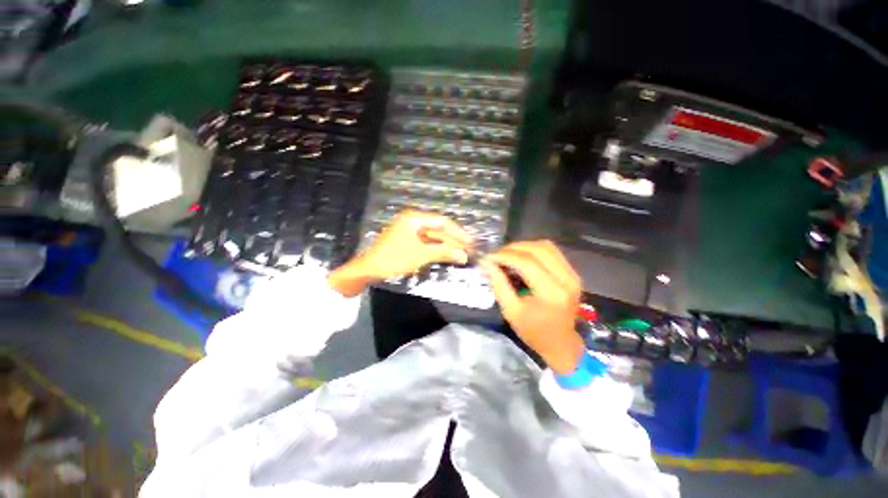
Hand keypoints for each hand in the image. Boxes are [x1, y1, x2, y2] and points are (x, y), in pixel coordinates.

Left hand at [329, 210, 471, 296]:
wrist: (368, 270)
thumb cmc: (394, 258)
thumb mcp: (421, 255)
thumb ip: (443, 252)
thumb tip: (464, 256)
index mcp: (414, 218)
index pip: (442, 222)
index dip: (458, 232)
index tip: (470, 242)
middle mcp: (413, 221)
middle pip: (438, 229)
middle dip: (453, 241)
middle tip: (467, 251)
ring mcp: (410, 231)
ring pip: (433, 237)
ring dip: (445, 246)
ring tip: (460, 255)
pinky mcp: (408, 241)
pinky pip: (426, 243)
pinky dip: (436, 249)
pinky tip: (446, 256)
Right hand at [479, 241, 585, 373]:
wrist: (561, 344)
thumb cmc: (533, 332)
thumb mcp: (510, 311)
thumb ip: (498, 284)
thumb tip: (487, 262)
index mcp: (551, 293)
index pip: (527, 262)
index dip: (505, 255)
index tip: (488, 256)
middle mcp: (566, 279)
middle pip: (538, 249)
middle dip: (513, 248)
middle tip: (496, 254)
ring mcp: (573, 274)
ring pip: (546, 246)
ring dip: (524, 246)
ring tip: (507, 254)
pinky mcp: (573, 273)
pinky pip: (552, 251)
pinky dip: (533, 250)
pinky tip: (521, 257)